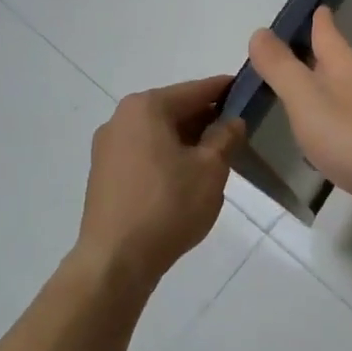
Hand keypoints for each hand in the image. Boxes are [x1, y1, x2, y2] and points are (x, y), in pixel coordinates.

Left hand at [75, 76, 244, 292]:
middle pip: (174, 109)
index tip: (248, 91)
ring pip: (158, 133)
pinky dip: (167, 156)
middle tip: (237, 132)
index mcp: (146, 108)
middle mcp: (121, 118)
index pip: (196, 90)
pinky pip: (144, 153)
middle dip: (206, 119)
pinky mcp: (103, 173)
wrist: (115, 260)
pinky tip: (185, 178)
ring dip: (187, 140)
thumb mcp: (210, 169)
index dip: (226, 90)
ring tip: (215, 158)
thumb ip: (225, 137)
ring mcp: (107, 147)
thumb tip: (232, 120)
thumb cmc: (168, 206)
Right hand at [246, 7, 351, 232]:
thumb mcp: (304, 97)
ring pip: (344, 91)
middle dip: (316, 54)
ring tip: (300, 94)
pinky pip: (350, 122)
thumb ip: (280, 67)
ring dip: (323, 88)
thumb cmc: (351, 135)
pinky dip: (333, 120)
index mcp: (344, 65)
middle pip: (337, 60)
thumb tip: (260, 32)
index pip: (328, 31)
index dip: (318, 19)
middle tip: (290, 53)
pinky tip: (323, 136)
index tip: (314, 8)